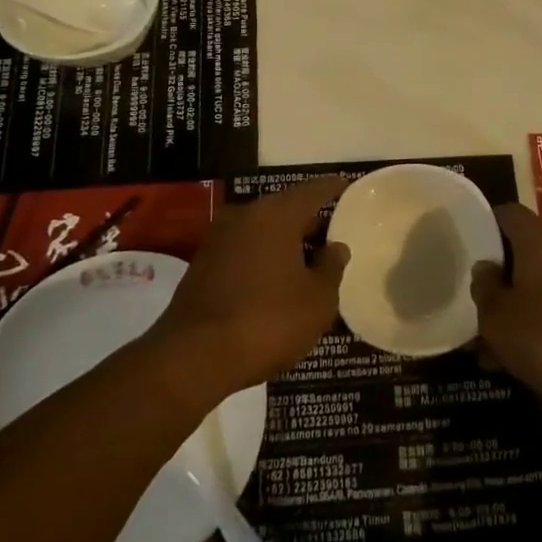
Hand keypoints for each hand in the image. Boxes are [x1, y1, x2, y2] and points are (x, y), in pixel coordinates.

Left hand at [150, 177, 350, 403]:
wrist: (194, 356)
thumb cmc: (267, 321)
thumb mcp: (317, 301)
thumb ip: (330, 268)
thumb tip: (335, 247)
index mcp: (277, 214)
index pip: (312, 190)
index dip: (332, 187)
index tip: (347, 184)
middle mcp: (246, 215)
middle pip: (284, 208)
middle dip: (308, 219)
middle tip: (331, 230)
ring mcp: (219, 238)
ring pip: (262, 230)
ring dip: (283, 241)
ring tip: (306, 259)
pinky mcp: (203, 264)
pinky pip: (244, 250)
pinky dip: (263, 257)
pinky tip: (275, 280)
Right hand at [471, 204, 541, 421]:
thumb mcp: (497, 319)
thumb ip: (483, 288)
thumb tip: (485, 267)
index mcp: (540, 239)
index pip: (508, 214)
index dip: (485, 226)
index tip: (467, 248)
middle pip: (525, 250)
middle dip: (500, 276)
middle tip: (476, 303)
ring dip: (519, 305)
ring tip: (493, 344)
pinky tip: (525, 357)